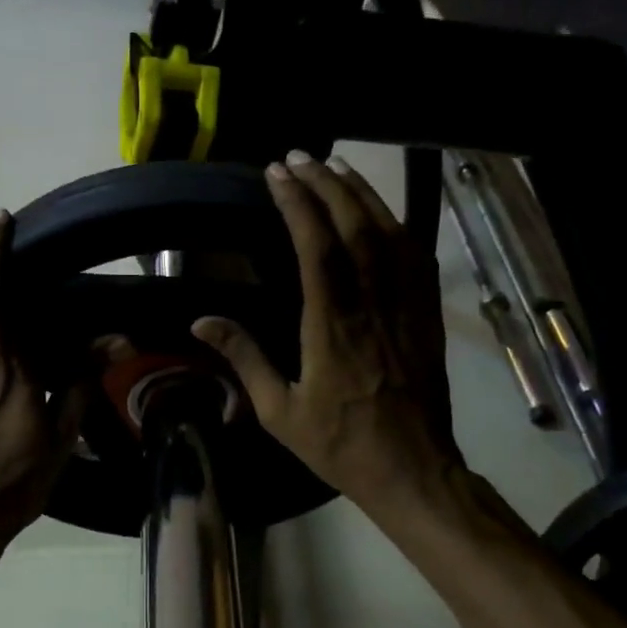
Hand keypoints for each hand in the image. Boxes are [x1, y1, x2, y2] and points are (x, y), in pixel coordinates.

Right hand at [191, 153, 468, 528]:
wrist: (413, 469)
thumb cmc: (341, 444)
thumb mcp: (279, 411)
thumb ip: (244, 359)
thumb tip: (200, 321)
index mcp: (332, 325)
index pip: (315, 246)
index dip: (297, 203)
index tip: (276, 174)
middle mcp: (371, 304)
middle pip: (352, 226)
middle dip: (325, 184)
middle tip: (299, 157)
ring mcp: (406, 306)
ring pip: (387, 234)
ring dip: (361, 194)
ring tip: (336, 167)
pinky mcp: (426, 315)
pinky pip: (415, 257)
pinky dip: (396, 224)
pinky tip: (381, 212)